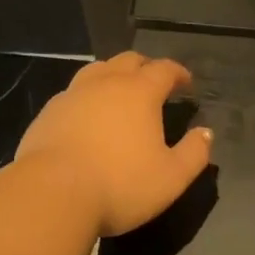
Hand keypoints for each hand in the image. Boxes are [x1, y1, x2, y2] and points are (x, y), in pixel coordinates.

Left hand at [16, 52, 213, 236]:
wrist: (51, 193)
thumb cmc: (120, 184)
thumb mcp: (171, 178)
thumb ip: (194, 153)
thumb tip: (206, 133)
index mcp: (139, 92)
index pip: (164, 69)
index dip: (178, 73)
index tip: (186, 83)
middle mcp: (106, 83)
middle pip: (129, 61)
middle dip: (146, 67)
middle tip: (154, 83)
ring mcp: (73, 94)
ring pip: (97, 70)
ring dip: (113, 75)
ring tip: (119, 92)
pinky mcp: (48, 112)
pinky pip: (73, 93)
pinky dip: (87, 97)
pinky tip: (87, 116)